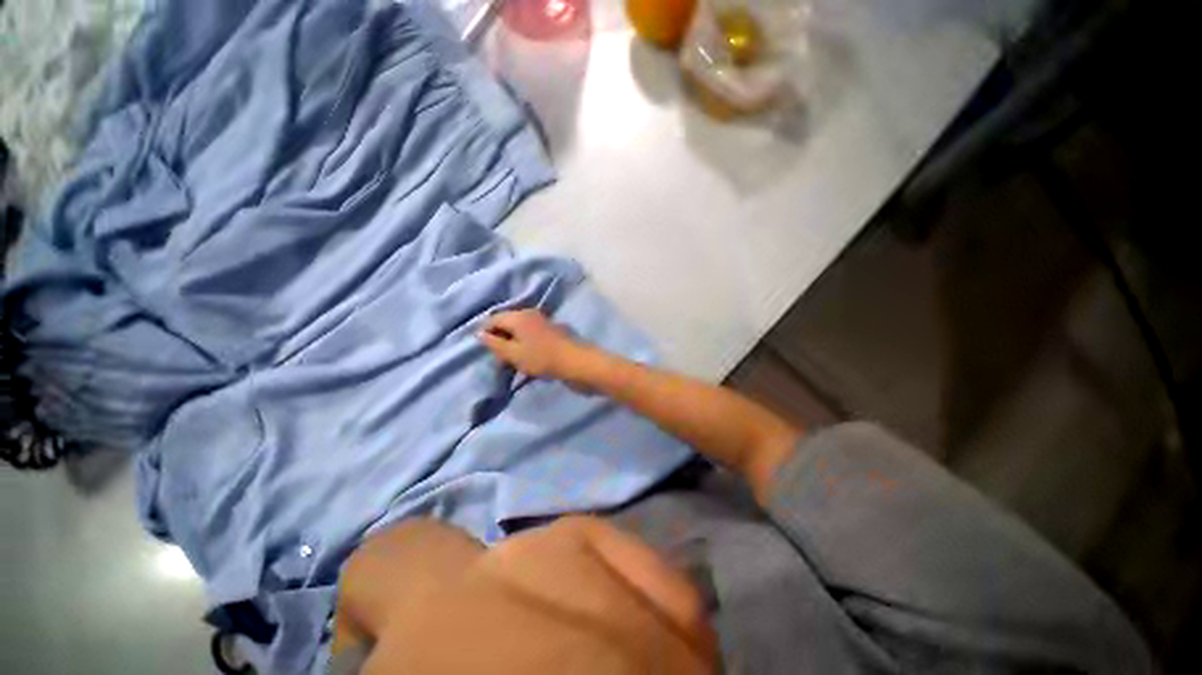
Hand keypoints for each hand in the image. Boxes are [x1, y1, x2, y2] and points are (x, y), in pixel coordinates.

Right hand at [478, 309, 589, 379]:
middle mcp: (530, 314)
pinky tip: (526, 359)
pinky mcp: (551, 331)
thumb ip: (495, 343)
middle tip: (500, 360)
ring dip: (513, 345)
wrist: (576, 362)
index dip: (486, 333)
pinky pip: (530, 335)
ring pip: (519, 331)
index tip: (486, 352)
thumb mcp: (513, 354)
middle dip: (500, 340)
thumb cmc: (541, 358)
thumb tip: (480, 333)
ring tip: (512, 362)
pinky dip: (525, 345)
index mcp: (518, 316)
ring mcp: (542, 322)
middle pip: (507, 323)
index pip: (494, 319)